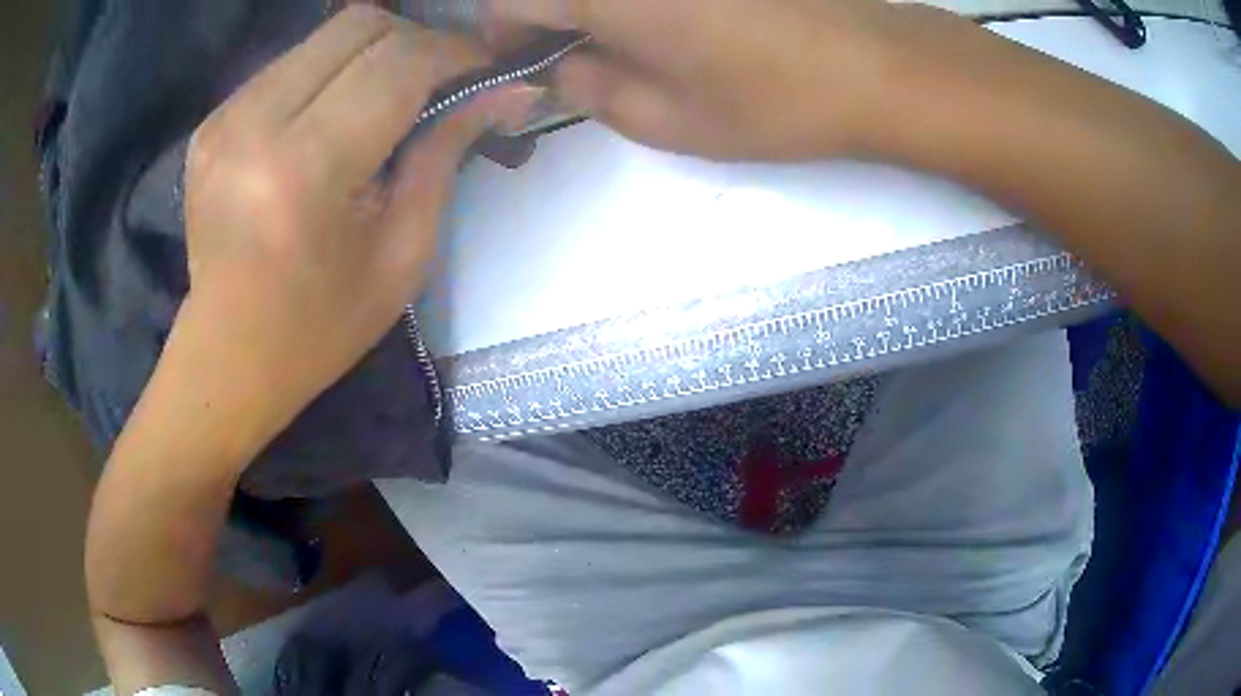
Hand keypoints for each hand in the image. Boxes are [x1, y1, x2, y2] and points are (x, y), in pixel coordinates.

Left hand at [179, 6, 535, 449]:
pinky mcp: (212, 121)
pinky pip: (290, 62)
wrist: (227, 356)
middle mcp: (256, 124)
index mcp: (305, 169)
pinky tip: (335, 116)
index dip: (456, 52)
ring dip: (372, 54)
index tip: (488, 69)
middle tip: (439, 82)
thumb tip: (510, 91)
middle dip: (416, 41)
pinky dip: (329, 72)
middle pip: (361, 23)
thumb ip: (447, 154)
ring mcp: (224, 117)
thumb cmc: (320, 327)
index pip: (399, 60)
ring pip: (325, 34)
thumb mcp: (403, 254)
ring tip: (388, 101)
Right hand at [487, 0, 962, 160]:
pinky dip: (636, 2)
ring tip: (627, 43)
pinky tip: (670, 22)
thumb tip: (557, 68)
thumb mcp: (663, 119)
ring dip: (592, 9)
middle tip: (575, 57)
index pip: (507, 1)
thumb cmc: (770, 100)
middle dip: (547, 17)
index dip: (503, 36)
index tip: (525, 65)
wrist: (874, 66)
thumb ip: (586, 90)